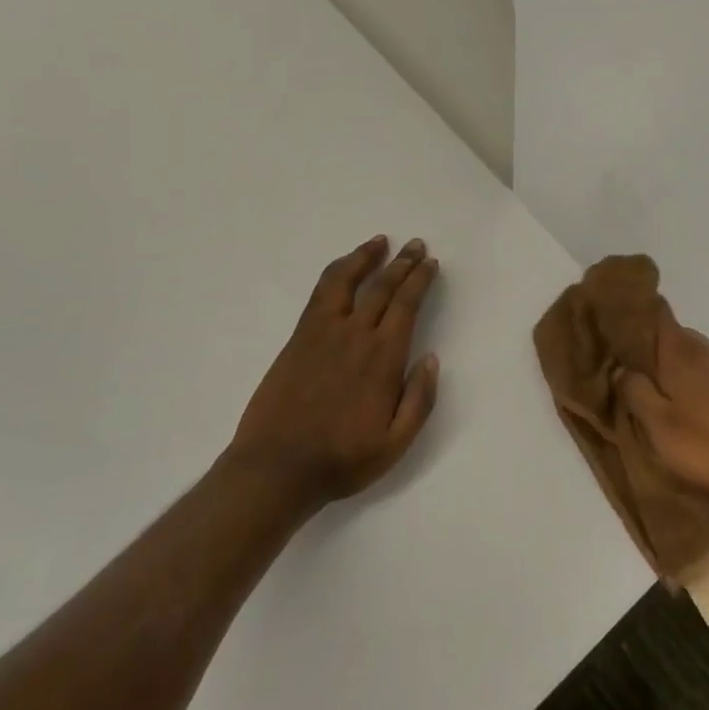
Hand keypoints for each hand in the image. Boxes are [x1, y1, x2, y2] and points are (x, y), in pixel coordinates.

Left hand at [227, 235, 440, 511]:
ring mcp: (322, 332)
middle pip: (382, 286)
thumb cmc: (342, 460)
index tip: (430, 263)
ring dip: (366, 257)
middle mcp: (355, 335)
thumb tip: (431, 359)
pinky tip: (345, 268)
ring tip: (381, 242)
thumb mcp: (396, 443)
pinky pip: (321, 293)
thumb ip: (419, 400)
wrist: (277, 468)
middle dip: (403, 262)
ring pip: (347, 279)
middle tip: (416, 245)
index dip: (420, 279)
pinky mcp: (298, 337)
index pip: (407, 304)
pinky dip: (337, 272)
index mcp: (383, 357)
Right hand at [618, 305, 708, 508]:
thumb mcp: (660, 429)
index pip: (659, 315)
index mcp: (681, 355)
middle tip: (646, 377)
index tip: (625, 324)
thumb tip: (622, 368)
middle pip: (680, 338)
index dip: (642, 315)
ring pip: (705, 358)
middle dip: (662, 350)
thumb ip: (636, 393)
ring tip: (681, 400)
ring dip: (690, 371)